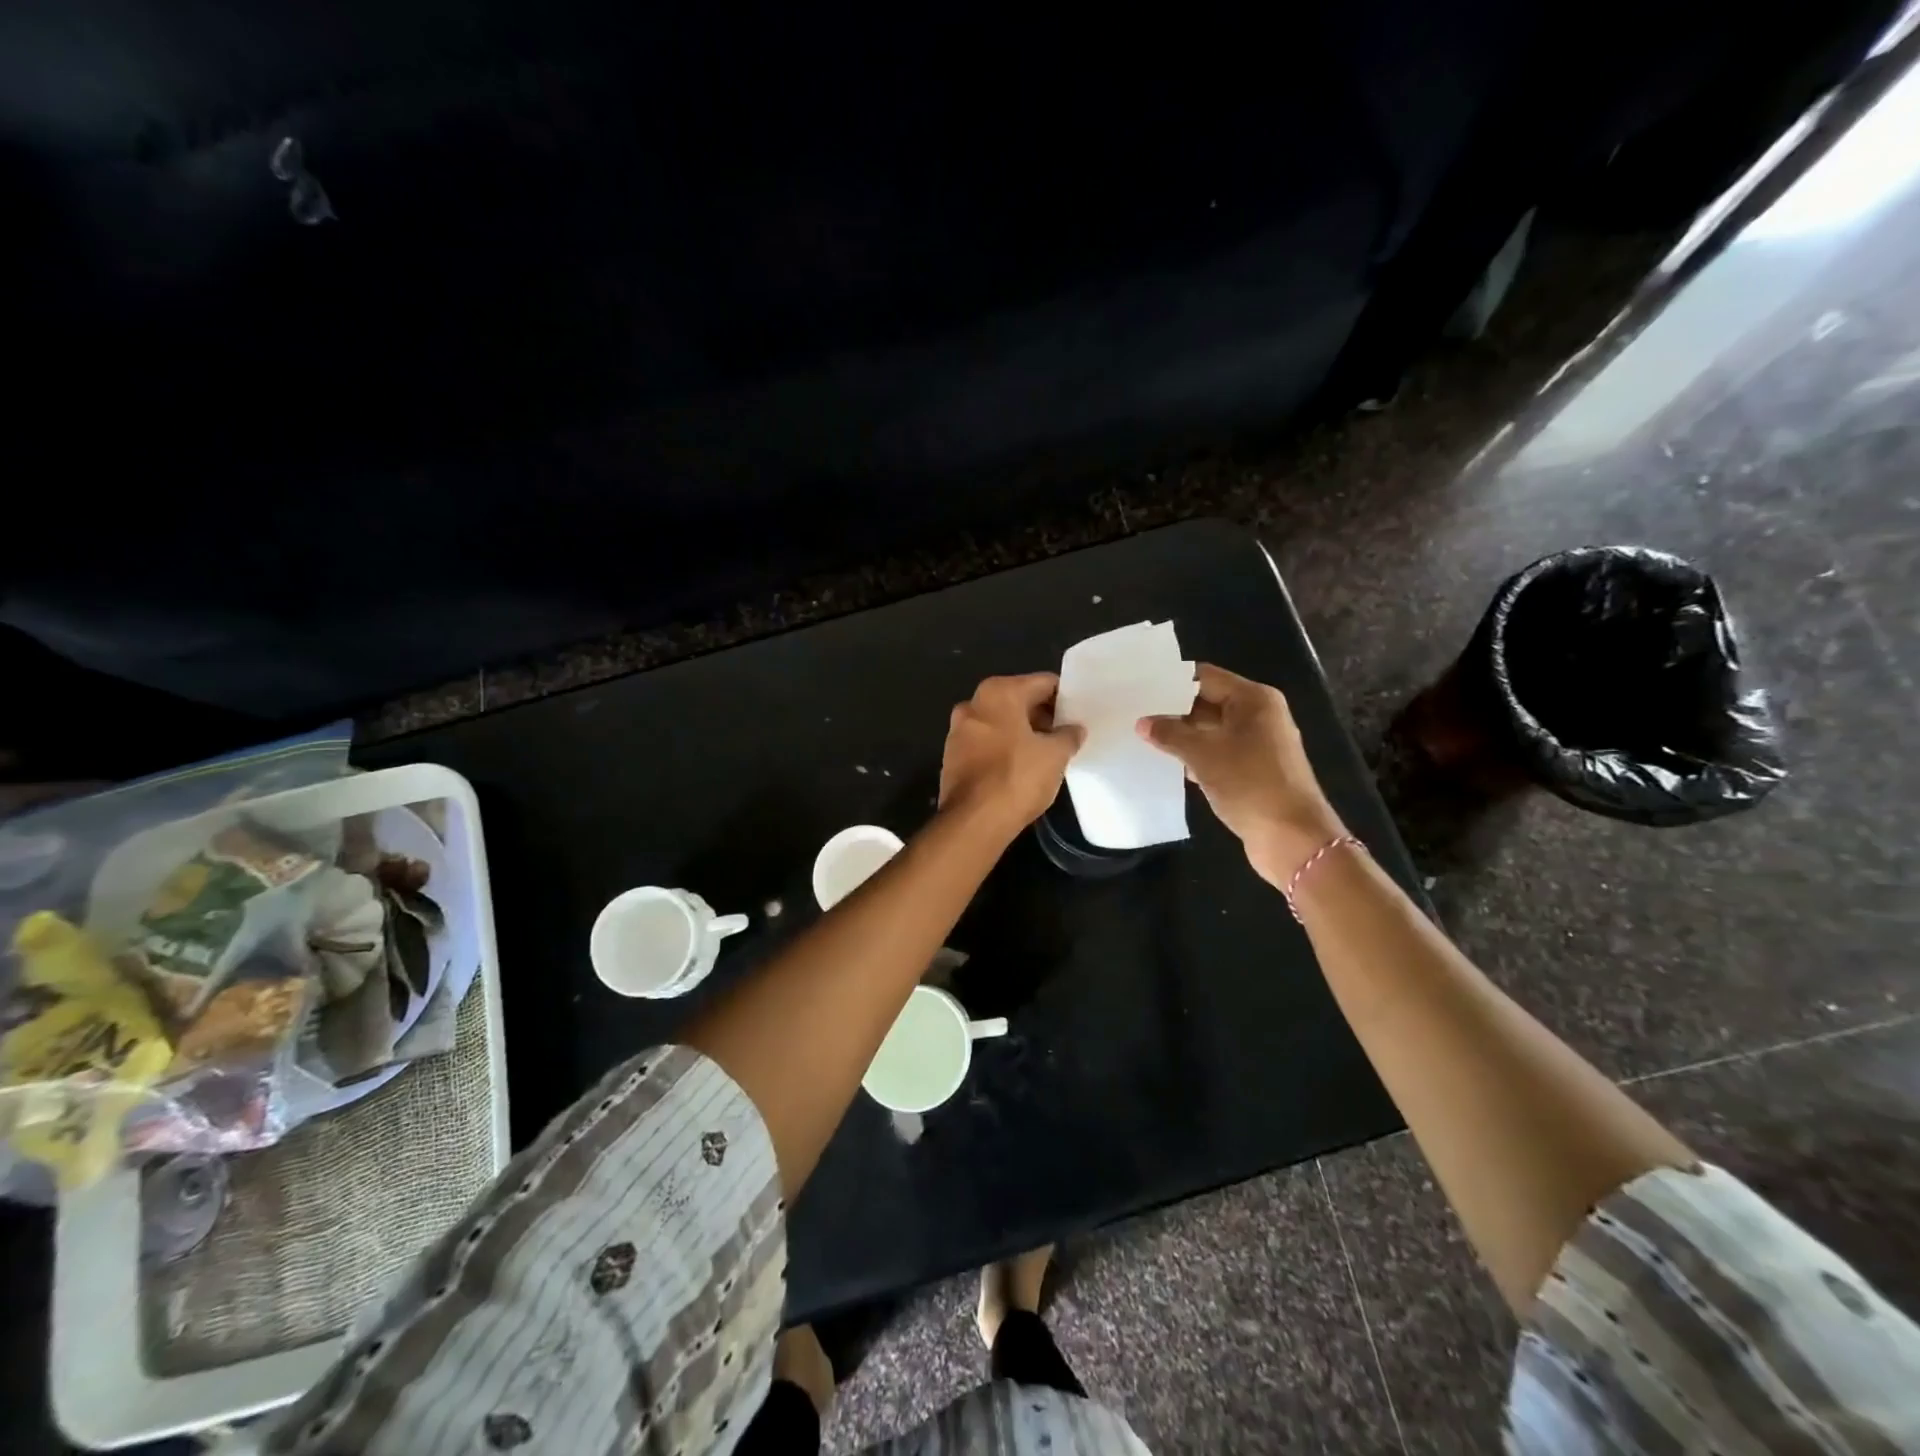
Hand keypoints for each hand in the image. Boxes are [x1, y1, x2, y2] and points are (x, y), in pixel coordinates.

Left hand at [939, 674, 1083, 837]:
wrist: (973, 821)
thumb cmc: (1017, 777)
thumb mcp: (1055, 755)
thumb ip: (1069, 735)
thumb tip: (1075, 729)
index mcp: (998, 693)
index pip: (1042, 683)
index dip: (1064, 696)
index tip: (1080, 712)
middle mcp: (973, 703)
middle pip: (1018, 700)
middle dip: (1043, 715)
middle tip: (1067, 733)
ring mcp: (958, 730)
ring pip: (1000, 722)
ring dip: (1023, 732)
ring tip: (1048, 752)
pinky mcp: (952, 757)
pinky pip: (986, 743)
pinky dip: (1004, 748)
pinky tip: (1022, 767)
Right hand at [1137, 663, 1346, 886]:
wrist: (1292, 838)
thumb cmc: (1249, 784)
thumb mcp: (1203, 754)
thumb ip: (1170, 733)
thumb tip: (1143, 722)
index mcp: (1254, 699)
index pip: (1204, 677)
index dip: (1171, 682)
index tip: (1138, 688)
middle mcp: (1259, 715)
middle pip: (1208, 702)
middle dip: (1173, 710)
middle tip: (1134, 714)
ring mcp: (1259, 744)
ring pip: (1211, 730)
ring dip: (1182, 736)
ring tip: (1142, 738)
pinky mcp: (1254, 771)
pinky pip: (1218, 753)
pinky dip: (1196, 757)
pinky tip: (1169, 764)